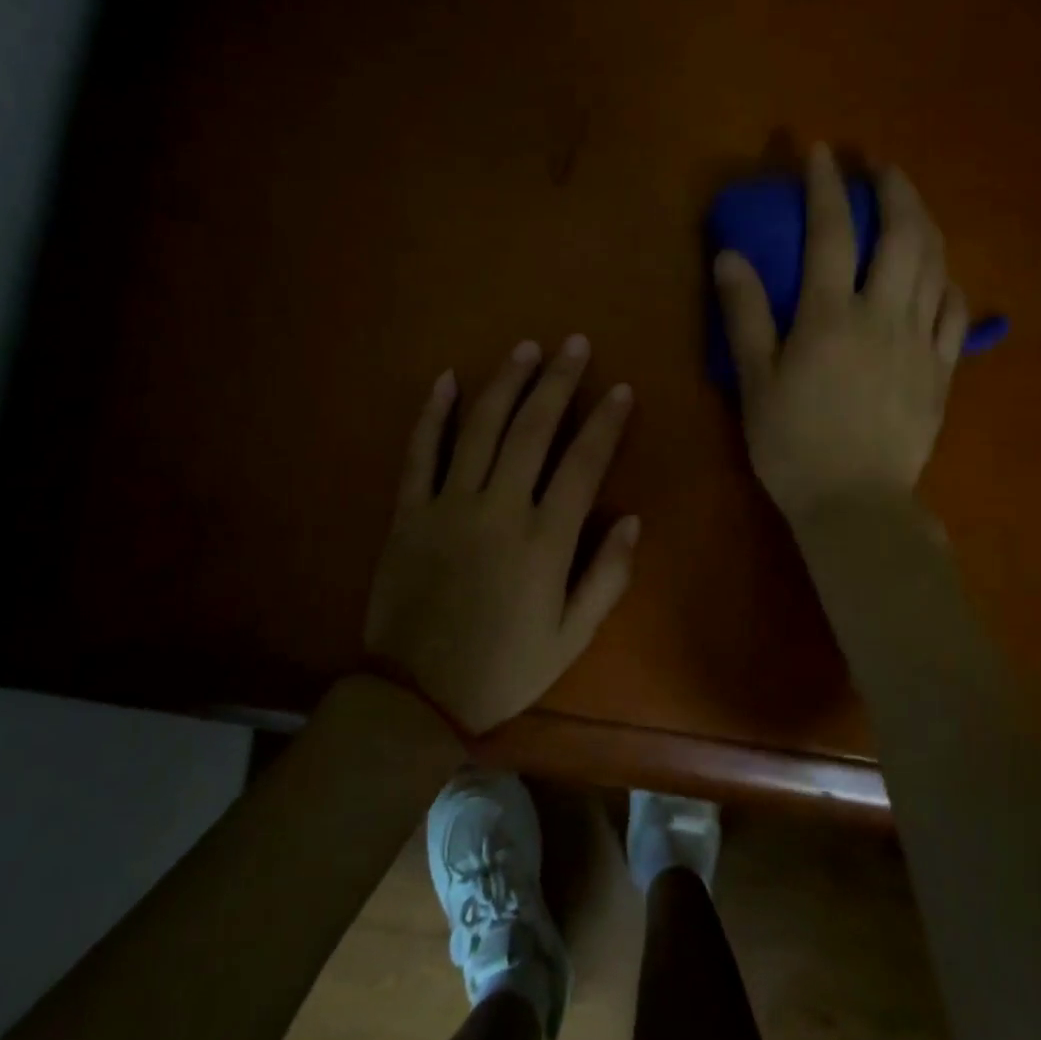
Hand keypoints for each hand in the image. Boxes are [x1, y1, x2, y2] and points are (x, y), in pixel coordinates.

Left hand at [363, 337, 639, 734]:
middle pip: (532, 430)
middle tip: (574, 344)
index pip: (582, 463)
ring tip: (525, 349)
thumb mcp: (571, 637)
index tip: (620, 389)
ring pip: (480, 429)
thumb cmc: (504, 668)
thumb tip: (631, 519)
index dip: (605, 422)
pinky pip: (420, 453)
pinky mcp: (409, 512)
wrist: (416, 695)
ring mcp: (448, 505)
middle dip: (557, 381)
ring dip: (505, 384)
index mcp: (544, 541)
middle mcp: (498, 509)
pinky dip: (432, 414)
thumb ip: (607, 577)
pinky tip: (446, 379)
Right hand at [714, 143, 967, 521]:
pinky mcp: (943, 372)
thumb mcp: (755, 382)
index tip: (821, 152)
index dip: (826, 185)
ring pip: (937, 265)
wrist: (854, 504)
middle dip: (895, 190)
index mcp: (830, 316)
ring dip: (926, 224)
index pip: (831, 232)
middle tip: (883, 167)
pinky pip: (957, 313)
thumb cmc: (792, 445)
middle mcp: (883, 316)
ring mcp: (921, 343)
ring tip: (912, 207)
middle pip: (903, 235)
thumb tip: (729, 256)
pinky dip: (949, 282)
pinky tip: (941, 277)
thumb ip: (745, 315)